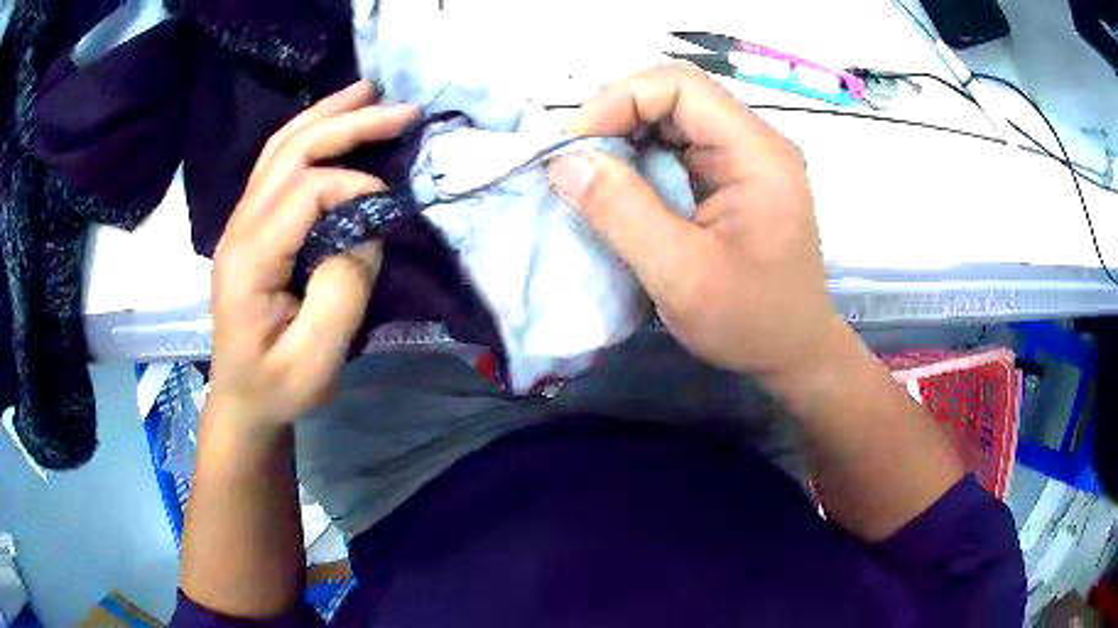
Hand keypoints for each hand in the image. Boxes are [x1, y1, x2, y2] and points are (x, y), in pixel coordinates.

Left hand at [208, 82, 419, 429]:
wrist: (241, 400)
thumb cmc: (277, 387)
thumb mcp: (315, 360)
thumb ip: (343, 290)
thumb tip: (366, 230)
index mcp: (250, 258)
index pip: (306, 190)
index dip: (355, 186)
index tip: (390, 209)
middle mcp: (238, 227)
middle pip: (291, 151)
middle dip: (348, 123)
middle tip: (401, 108)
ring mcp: (239, 223)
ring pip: (279, 148)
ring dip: (325, 115)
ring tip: (366, 93)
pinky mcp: (248, 227)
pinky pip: (275, 164)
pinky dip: (308, 135)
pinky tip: (330, 124)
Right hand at [549, 63, 837, 384]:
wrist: (793, 353)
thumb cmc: (750, 321)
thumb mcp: (681, 273)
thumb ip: (622, 211)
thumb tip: (565, 162)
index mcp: (756, 153)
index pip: (681, 86)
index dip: (619, 98)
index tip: (576, 143)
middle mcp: (755, 143)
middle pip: (676, 95)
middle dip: (617, 116)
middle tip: (575, 159)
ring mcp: (746, 160)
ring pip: (674, 119)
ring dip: (626, 137)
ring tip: (590, 172)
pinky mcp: (734, 180)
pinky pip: (680, 148)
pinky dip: (641, 159)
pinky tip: (620, 187)